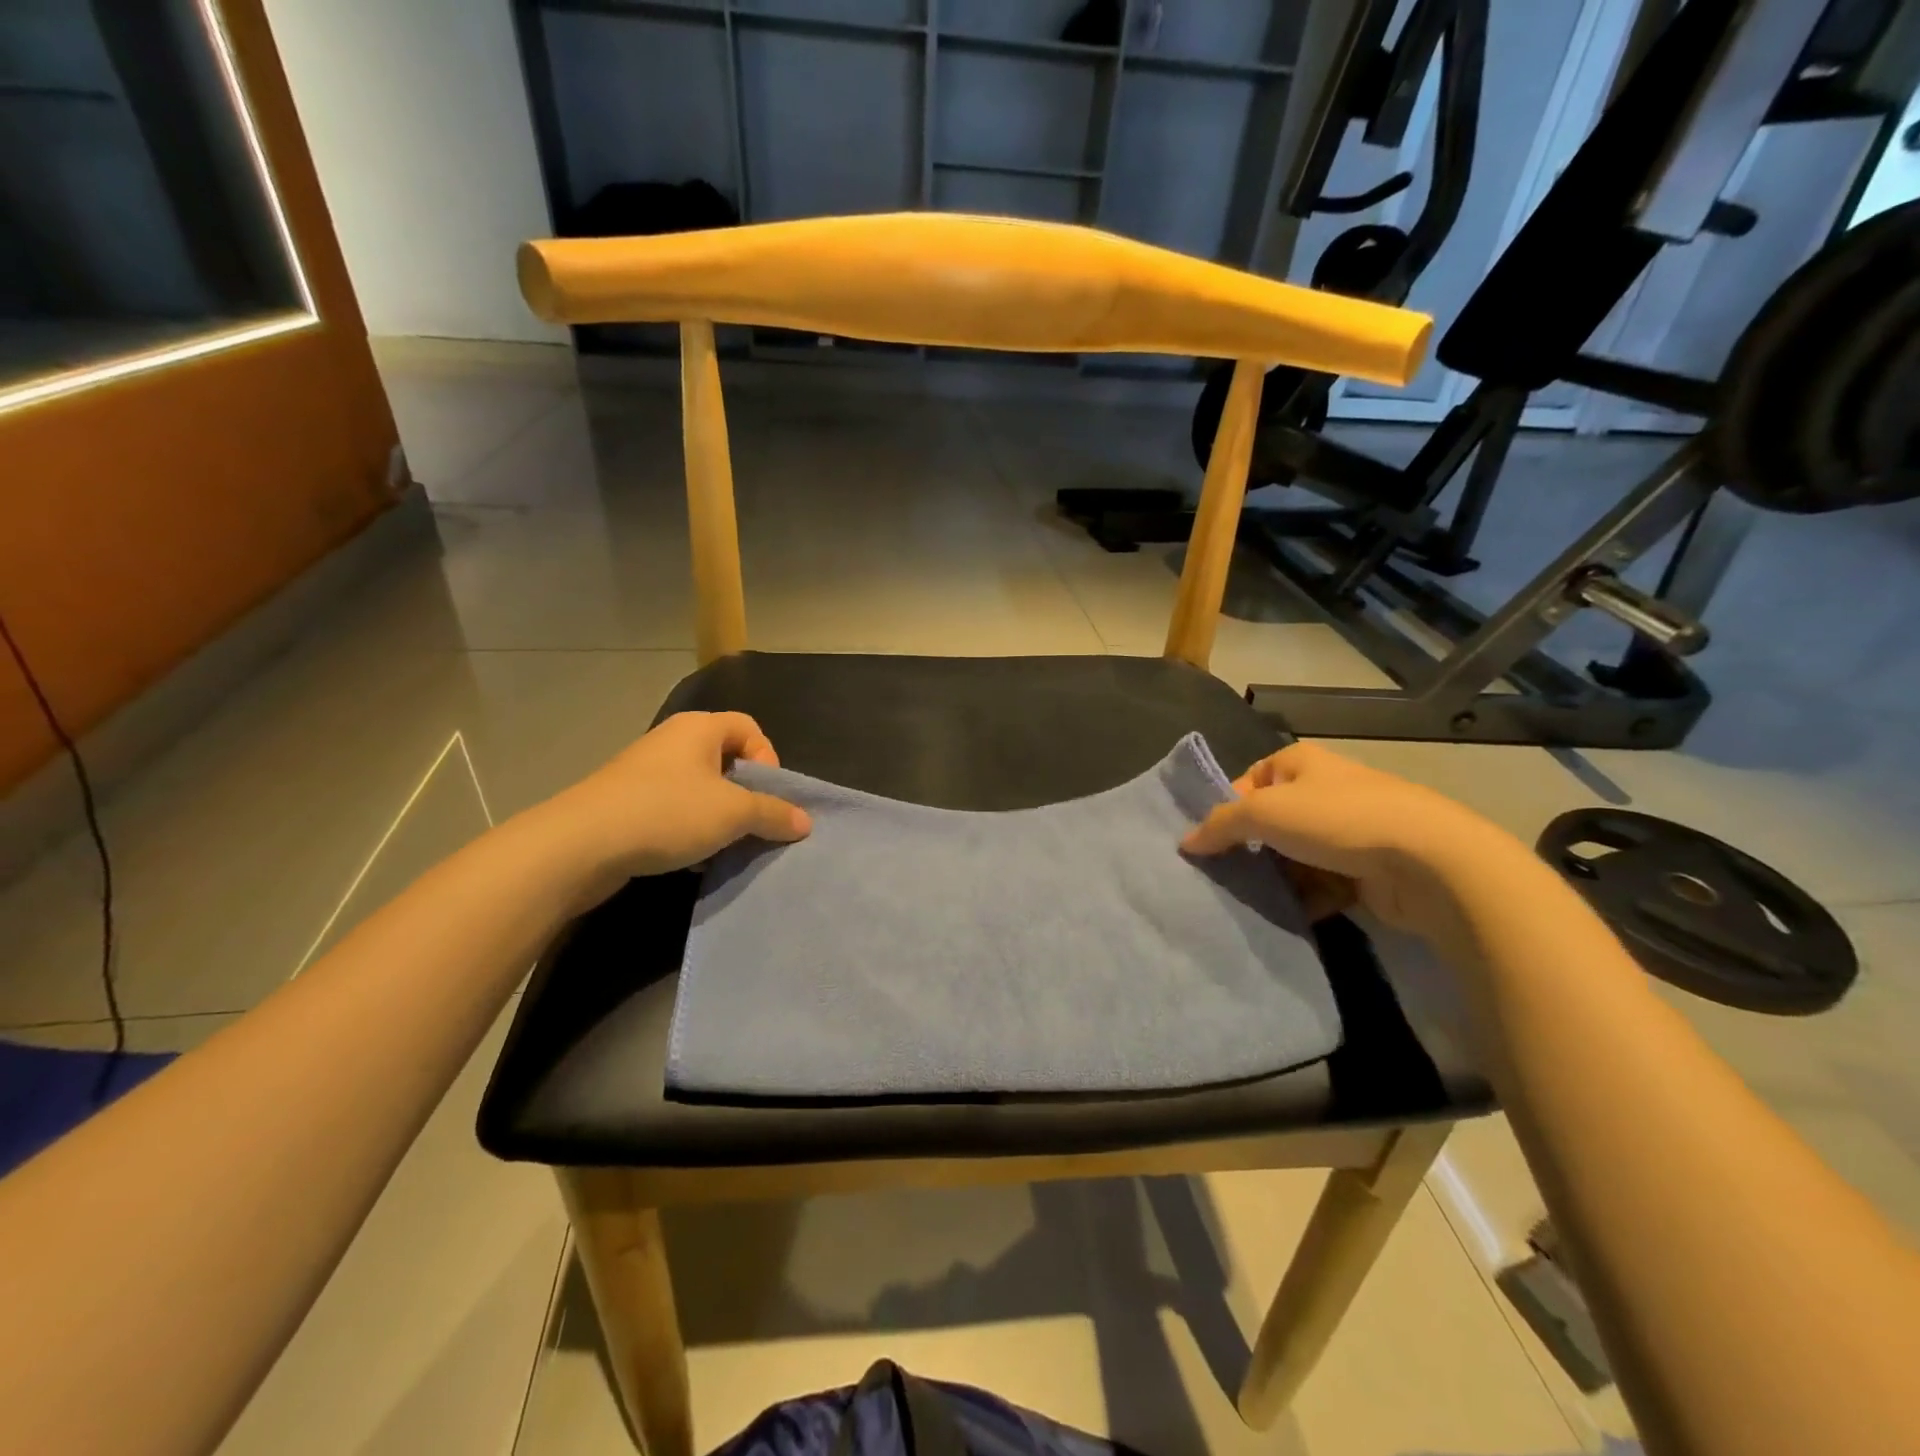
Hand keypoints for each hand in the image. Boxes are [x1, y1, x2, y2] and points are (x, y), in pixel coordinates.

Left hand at [544, 712, 810, 890]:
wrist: (581, 845)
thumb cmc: (667, 813)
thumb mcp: (733, 813)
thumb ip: (774, 814)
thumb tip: (805, 822)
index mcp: (699, 728)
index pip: (750, 729)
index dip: (768, 760)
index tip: (766, 797)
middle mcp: (672, 741)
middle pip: (726, 761)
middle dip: (744, 795)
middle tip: (750, 825)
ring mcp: (645, 772)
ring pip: (699, 790)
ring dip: (718, 818)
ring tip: (722, 848)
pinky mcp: (626, 803)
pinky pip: (672, 810)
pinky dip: (688, 830)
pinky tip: (690, 859)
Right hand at [1182, 741, 1504, 939]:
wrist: (1427, 862)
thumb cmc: (1337, 820)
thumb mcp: (1264, 812)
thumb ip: (1220, 825)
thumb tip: (1186, 842)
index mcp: (1300, 763)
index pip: (1248, 781)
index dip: (1226, 809)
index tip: (1208, 842)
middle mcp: (1325, 791)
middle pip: (1272, 822)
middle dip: (1251, 850)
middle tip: (1224, 876)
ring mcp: (1349, 832)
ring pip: (1296, 857)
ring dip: (1278, 879)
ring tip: (1253, 901)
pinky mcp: (1368, 870)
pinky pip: (1323, 884)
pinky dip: (1307, 899)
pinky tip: (1292, 915)